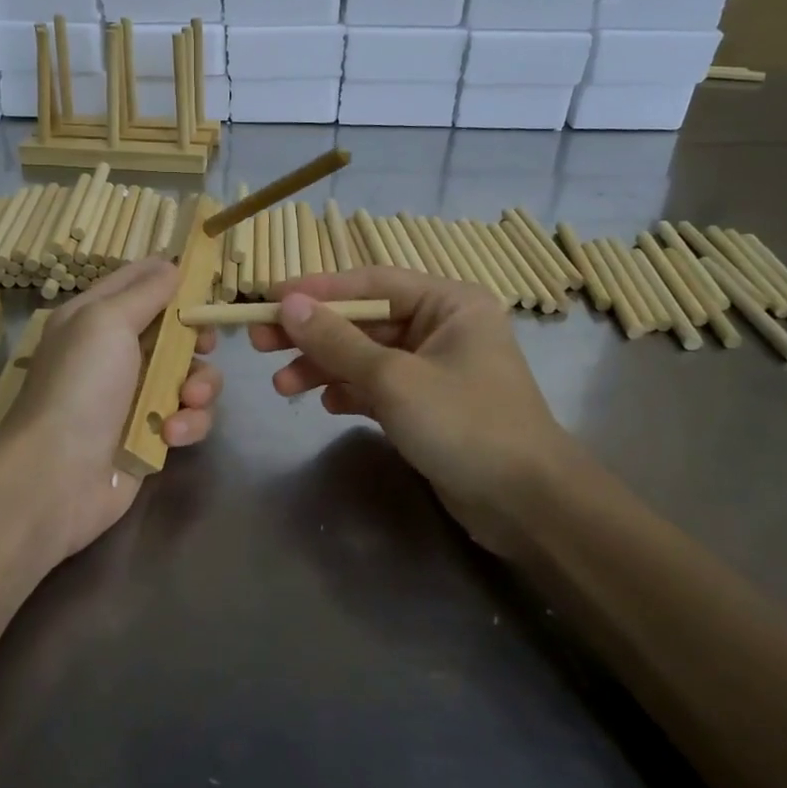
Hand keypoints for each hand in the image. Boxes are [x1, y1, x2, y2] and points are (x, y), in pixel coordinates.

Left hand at [0, 258, 222, 563]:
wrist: (57, 476)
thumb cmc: (80, 386)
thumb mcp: (106, 322)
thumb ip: (145, 292)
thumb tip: (173, 266)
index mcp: (96, 317)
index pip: (140, 280)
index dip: (173, 276)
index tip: (206, 280)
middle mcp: (116, 351)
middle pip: (175, 329)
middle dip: (196, 338)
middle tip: (203, 346)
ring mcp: (135, 395)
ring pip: (190, 374)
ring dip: (198, 387)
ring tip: (186, 401)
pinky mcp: (152, 433)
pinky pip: (189, 416)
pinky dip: (188, 423)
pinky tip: (171, 436)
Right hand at [247, 266, 570, 557]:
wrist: (526, 505)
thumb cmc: (465, 425)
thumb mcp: (394, 379)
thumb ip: (337, 341)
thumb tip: (288, 304)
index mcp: (448, 303)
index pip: (371, 282)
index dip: (317, 290)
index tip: (268, 300)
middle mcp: (442, 327)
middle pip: (364, 320)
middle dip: (314, 334)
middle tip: (259, 344)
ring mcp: (434, 368)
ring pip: (366, 356)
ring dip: (324, 368)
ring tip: (282, 387)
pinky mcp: (427, 405)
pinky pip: (377, 386)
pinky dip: (350, 392)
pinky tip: (325, 405)